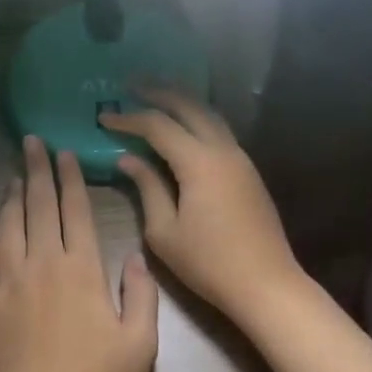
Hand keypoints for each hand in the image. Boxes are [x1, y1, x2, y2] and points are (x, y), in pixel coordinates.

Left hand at [0, 136, 158, 371]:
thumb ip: (142, 295)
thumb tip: (134, 256)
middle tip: (32, 141)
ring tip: (15, 172)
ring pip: (10, 223)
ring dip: (13, 193)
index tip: (64, 152)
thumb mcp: (140, 344)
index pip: (74, 209)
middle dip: (38, 169)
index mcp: (81, 268)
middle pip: (39, 204)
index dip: (70, 177)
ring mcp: (11, 278)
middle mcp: (43, 261)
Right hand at [100, 86, 305, 326]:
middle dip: (159, 92)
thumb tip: (128, 158)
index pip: (157, 126)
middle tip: (132, 85)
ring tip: (156, 98)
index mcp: (198, 162)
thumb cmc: (209, 263)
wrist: (267, 286)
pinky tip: (183, 128)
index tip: (103, 117)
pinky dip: (197, 119)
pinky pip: (219, 130)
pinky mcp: (248, 171)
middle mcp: (222, 149)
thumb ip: (146, 187)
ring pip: (209, 114)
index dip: (128, 119)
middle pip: (188, 105)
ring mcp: (240, 158)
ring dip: (182, 101)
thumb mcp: (164, 231)